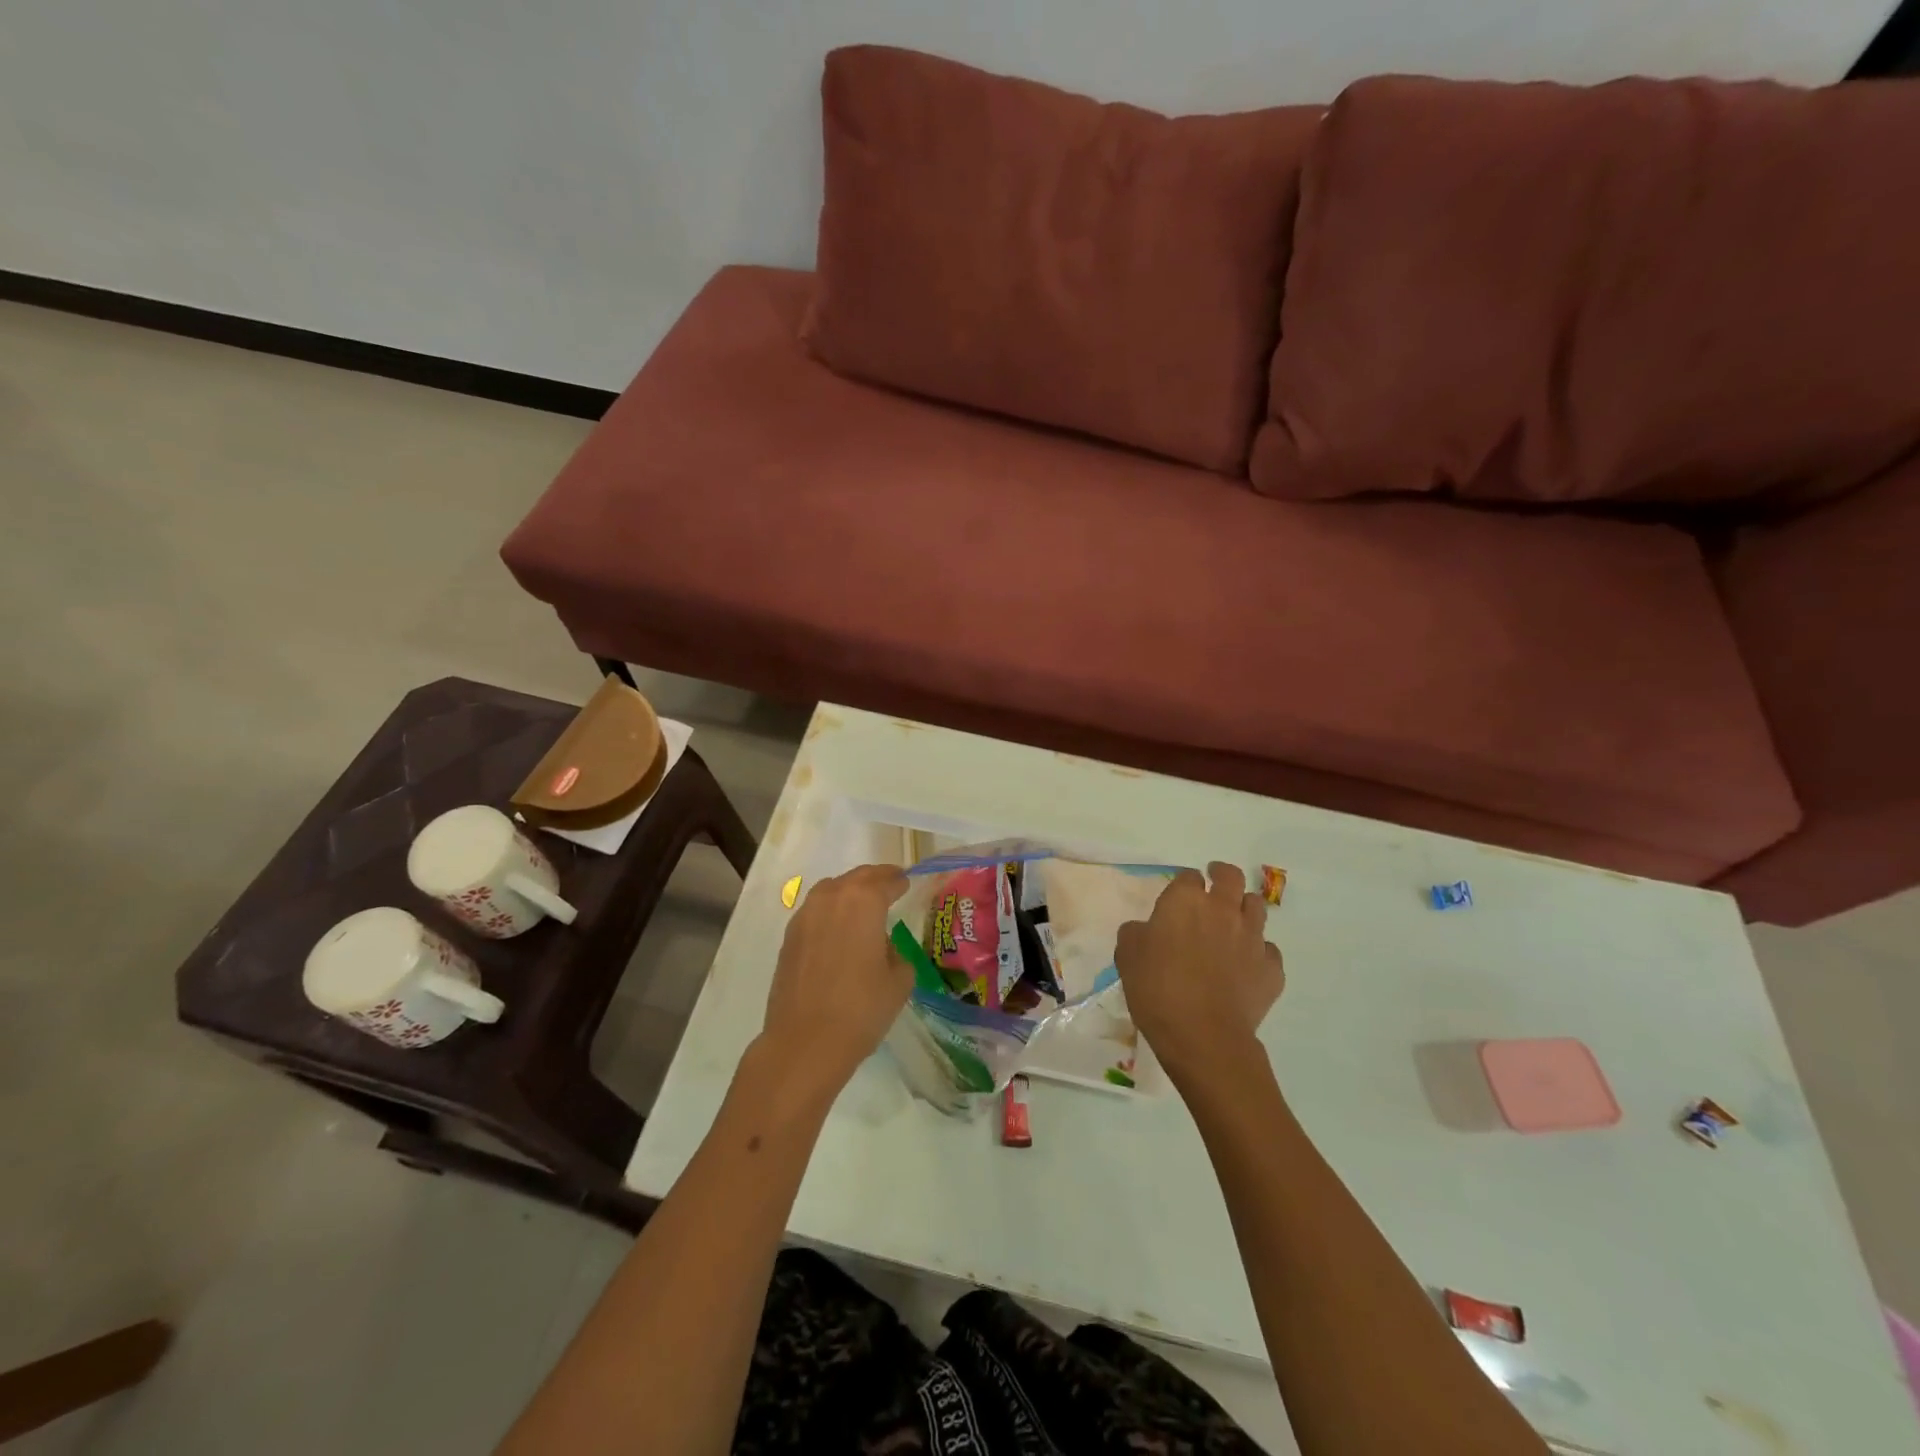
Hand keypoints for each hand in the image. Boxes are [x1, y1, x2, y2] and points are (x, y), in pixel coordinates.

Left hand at [758, 864, 912, 1101]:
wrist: (805, 1042)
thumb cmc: (861, 1009)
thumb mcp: (899, 981)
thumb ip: (897, 954)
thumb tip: (883, 947)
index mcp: (864, 901)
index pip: (886, 880)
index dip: (899, 882)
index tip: (906, 883)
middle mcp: (831, 898)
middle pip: (857, 877)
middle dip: (875, 879)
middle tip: (889, 886)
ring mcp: (805, 916)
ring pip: (831, 890)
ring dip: (849, 892)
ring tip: (863, 908)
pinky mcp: (789, 938)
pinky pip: (815, 912)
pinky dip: (830, 912)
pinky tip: (838, 932)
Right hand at [1114, 862, 1283, 1090]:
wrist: (1203, 1034)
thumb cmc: (1157, 989)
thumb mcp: (1127, 955)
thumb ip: (1136, 933)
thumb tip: (1146, 930)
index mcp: (1185, 901)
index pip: (1188, 876)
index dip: (1184, 884)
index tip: (1179, 894)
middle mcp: (1223, 910)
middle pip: (1232, 877)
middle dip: (1223, 875)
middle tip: (1215, 882)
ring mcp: (1252, 937)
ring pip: (1257, 906)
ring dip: (1244, 908)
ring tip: (1234, 921)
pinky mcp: (1271, 968)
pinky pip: (1269, 950)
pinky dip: (1258, 952)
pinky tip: (1246, 965)